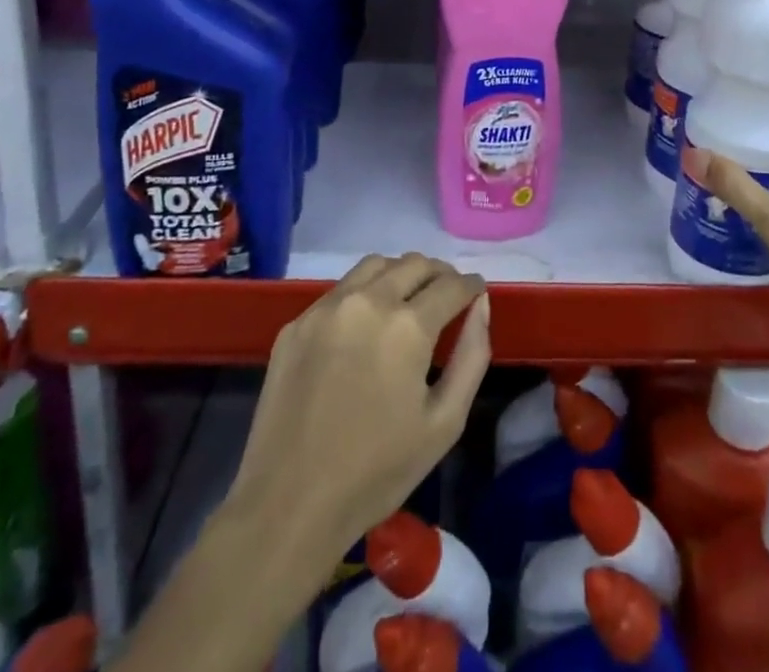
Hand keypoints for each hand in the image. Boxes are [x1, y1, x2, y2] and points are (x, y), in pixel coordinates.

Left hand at [226, 253, 492, 562]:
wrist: (288, 505)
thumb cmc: (376, 472)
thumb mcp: (444, 423)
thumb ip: (472, 356)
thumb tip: (481, 305)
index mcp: (408, 326)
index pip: (451, 284)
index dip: (471, 285)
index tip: (476, 291)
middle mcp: (367, 302)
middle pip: (414, 264)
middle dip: (438, 274)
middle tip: (447, 295)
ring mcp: (326, 309)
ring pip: (375, 266)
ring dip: (400, 274)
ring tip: (407, 300)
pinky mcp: (296, 324)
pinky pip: (339, 291)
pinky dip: (363, 294)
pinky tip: (363, 327)